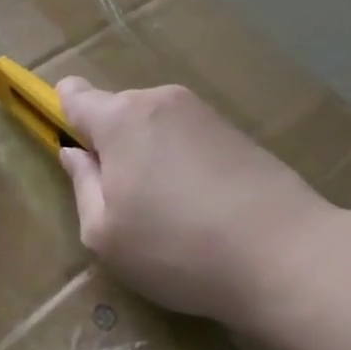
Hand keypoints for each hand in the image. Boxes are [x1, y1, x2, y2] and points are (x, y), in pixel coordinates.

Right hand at [56, 78, 344, 328]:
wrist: (287, 255)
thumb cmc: (178, 248)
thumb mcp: (105, 234)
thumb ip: (82, 185)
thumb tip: (75, 153)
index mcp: (120, 118)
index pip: (74, 94)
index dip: (63, 113)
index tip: (72, 147)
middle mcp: (159, 100)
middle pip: (117, 112)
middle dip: (112, 146)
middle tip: (126, 201)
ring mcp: (202, 112)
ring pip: (154, 126)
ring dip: (150, 155)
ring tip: (171, 210)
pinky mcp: (236, 131)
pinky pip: (188, 137)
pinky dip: (183, 162)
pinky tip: (204, 206)